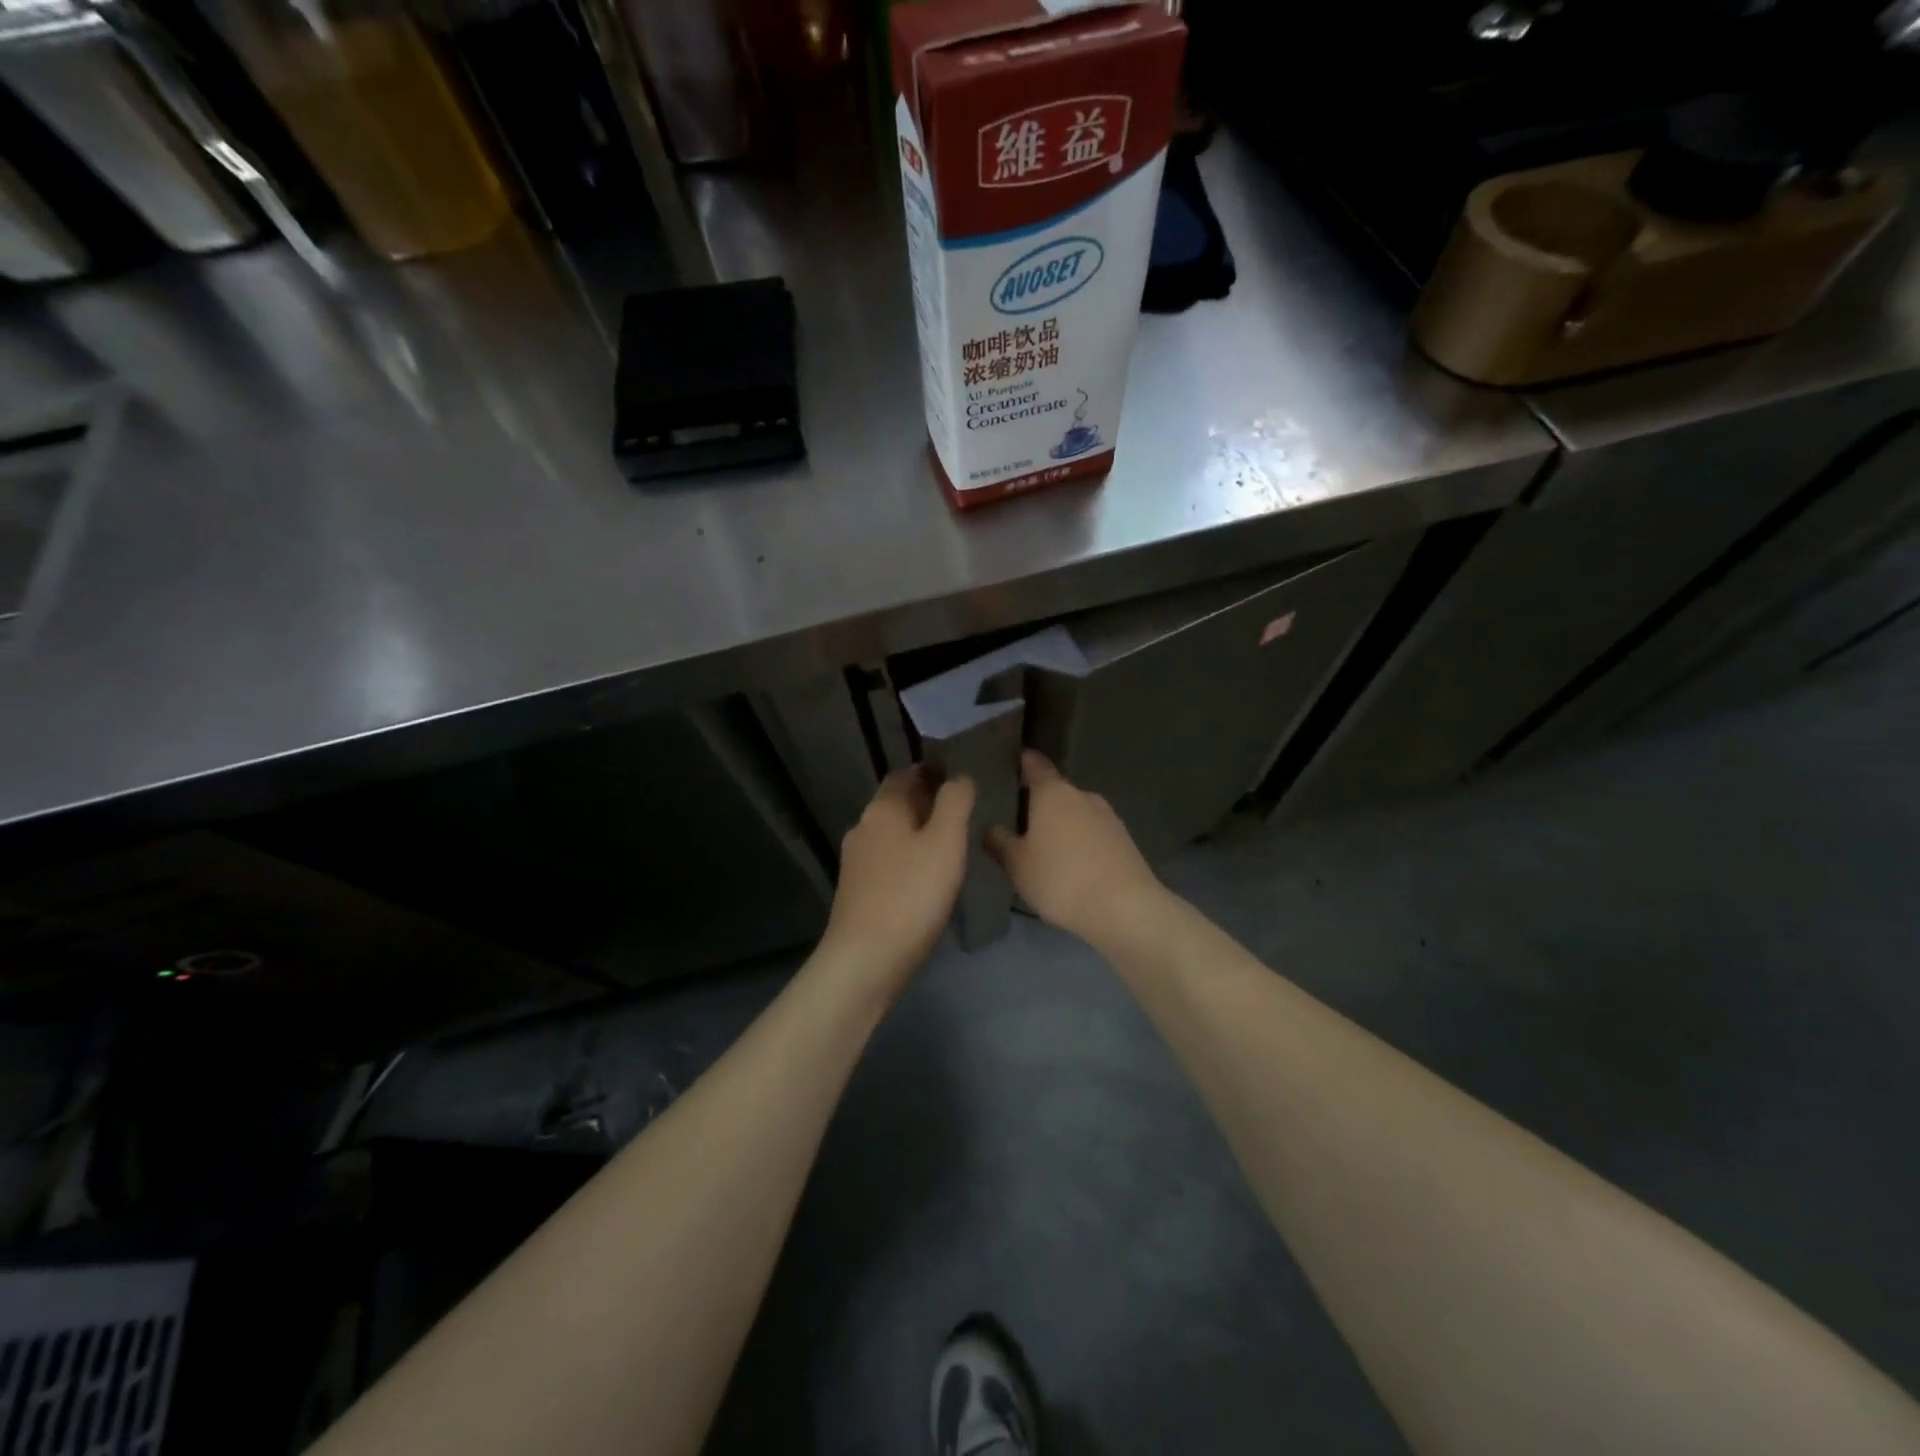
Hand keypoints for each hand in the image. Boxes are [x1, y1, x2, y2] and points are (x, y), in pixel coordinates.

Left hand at [820, 767, 975, 991]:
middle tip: (960, 810)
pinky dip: (906, 858)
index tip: (956, 775)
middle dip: (924, 801)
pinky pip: (886, 861)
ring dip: (916, 831)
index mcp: (883, 809)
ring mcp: (855, 861)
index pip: (904, 774)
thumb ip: (955, 803)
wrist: (866, 958)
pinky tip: (925, 876)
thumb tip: (960, 777)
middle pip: (895, 803)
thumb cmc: (912, 893)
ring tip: (948, 843)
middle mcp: (863, 827)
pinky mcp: (856, 890)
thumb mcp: (946, 842)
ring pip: (890, 833)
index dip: (929, 771)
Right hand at [986, 751, 1166, 944]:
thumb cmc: (1061, 879)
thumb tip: (990, 828)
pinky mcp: (1124, 840)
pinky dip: (1081, 841)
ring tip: (1045, 846)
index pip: (1036, 765)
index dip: (1025, 762)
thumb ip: (1000, 843)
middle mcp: (1082, 795)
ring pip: (1077, 812)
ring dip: (1062, 823)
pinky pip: (1094, 832)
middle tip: (1021, 818)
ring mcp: (1108, 816)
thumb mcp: (1018, 865)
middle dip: (1041, 801)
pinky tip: (1072, 863)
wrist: (1124, 907)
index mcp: (1053, 793)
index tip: (1016, 761)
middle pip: (1057, 791)